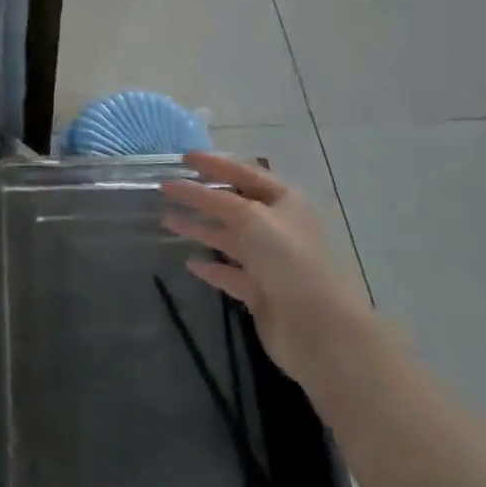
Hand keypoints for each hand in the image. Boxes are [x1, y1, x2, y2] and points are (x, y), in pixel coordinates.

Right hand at [159, 151, 375, 390]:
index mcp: (284, 201)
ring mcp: (270, 262)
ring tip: (166, 220)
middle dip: (202, 196)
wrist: (319, 328)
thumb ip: (213, 199)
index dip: (214, 164)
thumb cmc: (287, 260)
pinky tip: (189, 262)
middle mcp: (278, 228)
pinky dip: (211, 267)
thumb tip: (180, 186)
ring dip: (200, 228)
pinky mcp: (261, 292)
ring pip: (229, 238)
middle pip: (234, 205)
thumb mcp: (250, 218)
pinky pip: (230, 273)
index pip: (244, 173)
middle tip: (167, 189)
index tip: (183, 158)